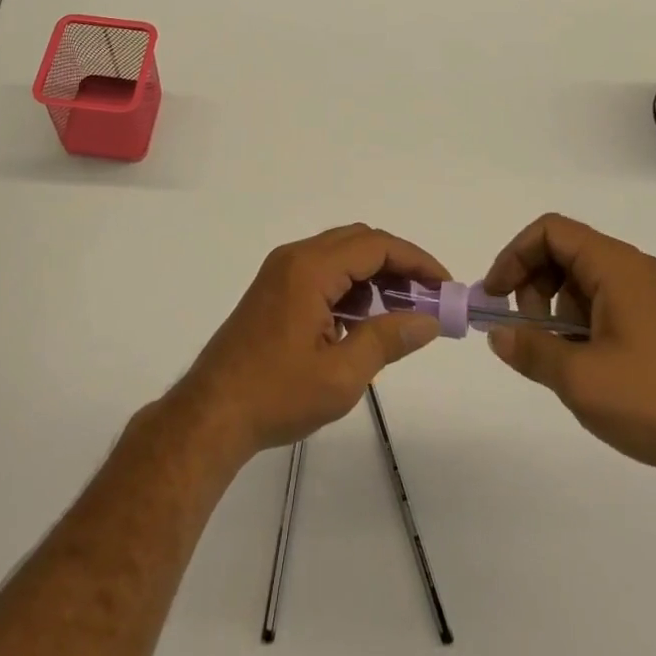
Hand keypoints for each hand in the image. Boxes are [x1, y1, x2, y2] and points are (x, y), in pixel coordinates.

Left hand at [171, 224, 448, 460]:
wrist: (211, 413)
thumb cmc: (276, 394)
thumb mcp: (341, 374)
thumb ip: (387, 339)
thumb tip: (428, 321)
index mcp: (310, 268)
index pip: (375, 246)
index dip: (415, 260)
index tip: (444, 285)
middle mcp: (295, 257)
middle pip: (358, 242)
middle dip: (398, 264)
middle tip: (429, 297)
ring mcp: (281, 272)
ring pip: (340, 256)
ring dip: (374, 275)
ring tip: (404, 311)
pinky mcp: (274, 289)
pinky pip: (323, 272)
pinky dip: (350, 287)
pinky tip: (364, 321)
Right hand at [481, 213, 655, 479]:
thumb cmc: (655, 401)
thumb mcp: (579, 378)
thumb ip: (530, 349)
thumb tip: (497, 333)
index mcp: (616, 266)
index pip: (551, 231)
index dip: (514, 255)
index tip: (495, 295)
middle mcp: (634, 269)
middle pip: (565, 251)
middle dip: (533, 284)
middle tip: (526, 330)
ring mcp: (650, 295)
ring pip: (582, 279)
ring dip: (556, 308)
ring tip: (558, 356)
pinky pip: (604, 302)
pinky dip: (580, 322)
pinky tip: (585, 366)